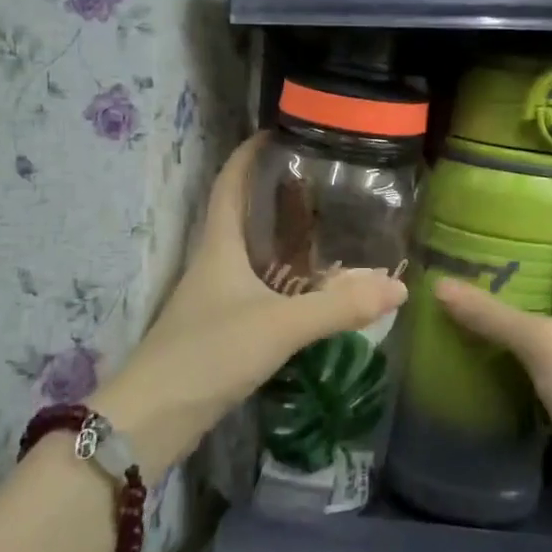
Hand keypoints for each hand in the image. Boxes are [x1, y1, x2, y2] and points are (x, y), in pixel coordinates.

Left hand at [96, 135, 407, 472]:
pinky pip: (257, 286)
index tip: (281, 131)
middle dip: (277, 192)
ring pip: (251, 252)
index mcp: (218, 245)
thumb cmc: (208, 355)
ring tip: (327, 227)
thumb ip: (338, 307)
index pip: (229, 182)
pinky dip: (284, 278)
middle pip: (243, 213)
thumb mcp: (278, 326)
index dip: (249, 152)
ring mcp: (214, 296)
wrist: (152, 420)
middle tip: (324, 181)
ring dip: (282, 236)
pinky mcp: (220, 327)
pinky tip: (311, 289)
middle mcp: (214, 262)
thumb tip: (398, 287)